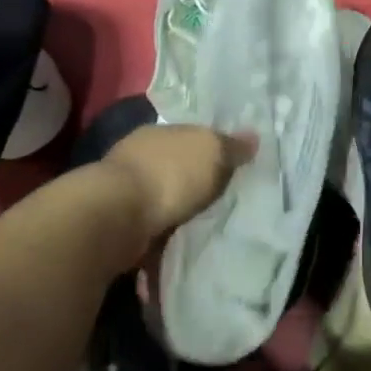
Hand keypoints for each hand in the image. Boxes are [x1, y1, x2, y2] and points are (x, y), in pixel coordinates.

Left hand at [101, 124, 256, 253]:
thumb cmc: (169, 174)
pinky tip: (181, 239)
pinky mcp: (118, 220)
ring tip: (205, 222)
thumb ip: (231, 146)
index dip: (210, 148)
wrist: (118, 216)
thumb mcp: (211, 151)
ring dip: (178, 208)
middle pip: (175, 165)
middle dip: (193, 179)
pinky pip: (152, 223)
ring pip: (162, 195)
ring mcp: (124, 189)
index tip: (230, 165)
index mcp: (159, 132)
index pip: (189, 135)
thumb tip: (253, 137)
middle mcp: (138, 155)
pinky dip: (165, 230)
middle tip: (222, 196)